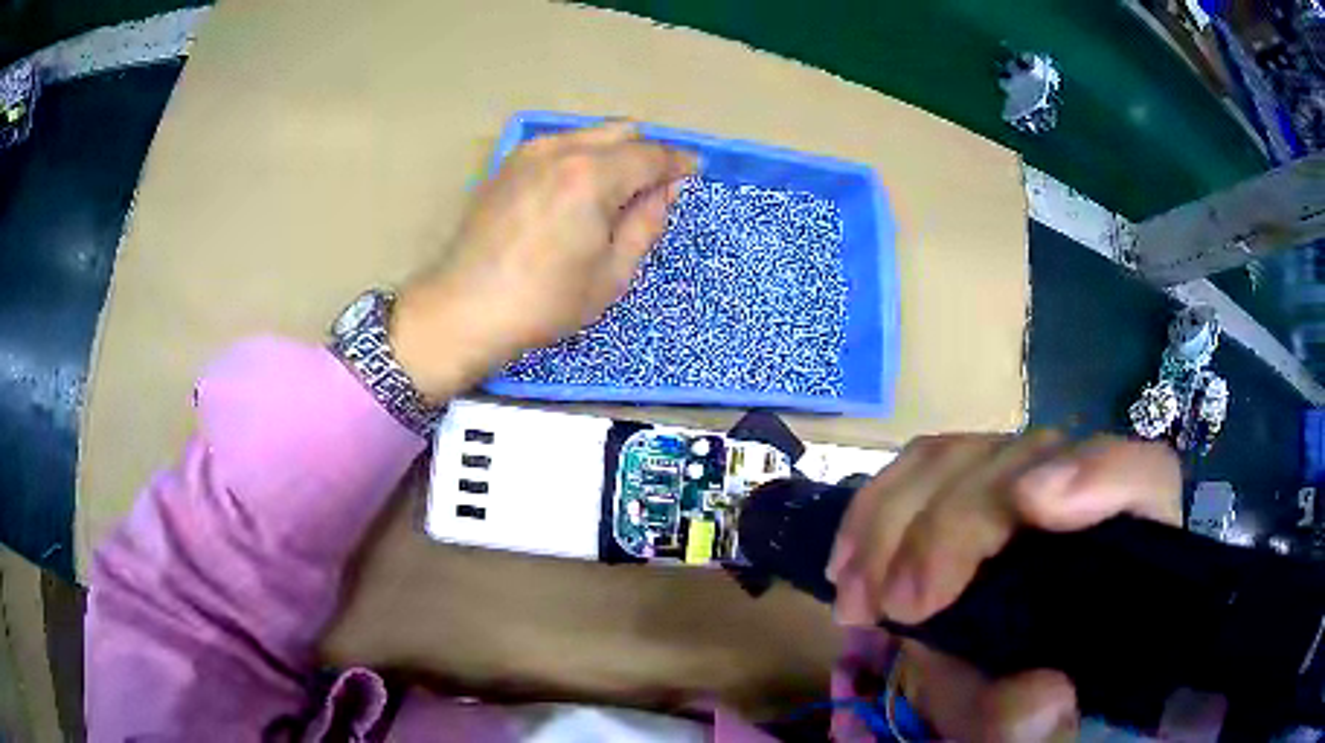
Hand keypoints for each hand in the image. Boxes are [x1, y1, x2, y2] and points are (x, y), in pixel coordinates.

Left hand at [390, 121, 697, 399]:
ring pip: (588, 133)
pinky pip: (558, 145)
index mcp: (593, 176)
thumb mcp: (612, 274)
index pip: (651, 155)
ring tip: (616, 192)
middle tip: (655, 186)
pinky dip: (581, 156)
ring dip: (612, 152)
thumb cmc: (544, 302)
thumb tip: (666, 190)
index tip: (693, 172)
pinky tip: (576, 192)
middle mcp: (561, 150)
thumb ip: (646, 223)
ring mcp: (528, 153)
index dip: (678, 163)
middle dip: (646, 151)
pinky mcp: (506, 165)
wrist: (464, 309)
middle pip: (621, 130)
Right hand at [828, 432, 1180, 740]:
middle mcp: (1082, 507)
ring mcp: (1022, 492)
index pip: (1143, 479)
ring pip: (966, 455)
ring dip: (896, 518)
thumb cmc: (1040, 713)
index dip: (1100, 473)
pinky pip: (920, 470)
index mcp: (1126, 556)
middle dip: (952, 523)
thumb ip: (1042, 725)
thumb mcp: (1036, 735)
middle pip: (1031, 459)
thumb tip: (1041, 697)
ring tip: (859, 596)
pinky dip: (874, 511)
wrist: (1006, 697)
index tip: (1032, 505)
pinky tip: (848, 564)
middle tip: (897, 602)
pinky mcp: (969, 497)